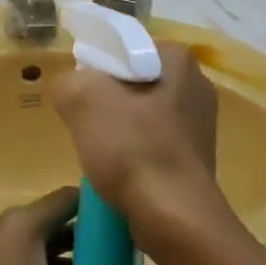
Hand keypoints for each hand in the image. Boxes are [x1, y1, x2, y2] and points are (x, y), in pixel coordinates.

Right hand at [51, 40, 218, 231]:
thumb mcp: (81, 99)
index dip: (93, 66)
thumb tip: (70, 88)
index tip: (77, 94)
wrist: (174, 217)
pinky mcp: (194, 155)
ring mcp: (199, 122)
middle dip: (104, 98)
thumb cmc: (132, 149)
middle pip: (130, 79)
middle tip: (83, 122)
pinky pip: (150, 139)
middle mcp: (195, 83)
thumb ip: (66, 80)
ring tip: (98, 149)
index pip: (122, 47)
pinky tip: (118, 167)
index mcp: (177, 58)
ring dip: (115, 126)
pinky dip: (131, 149)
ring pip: (139, 111)